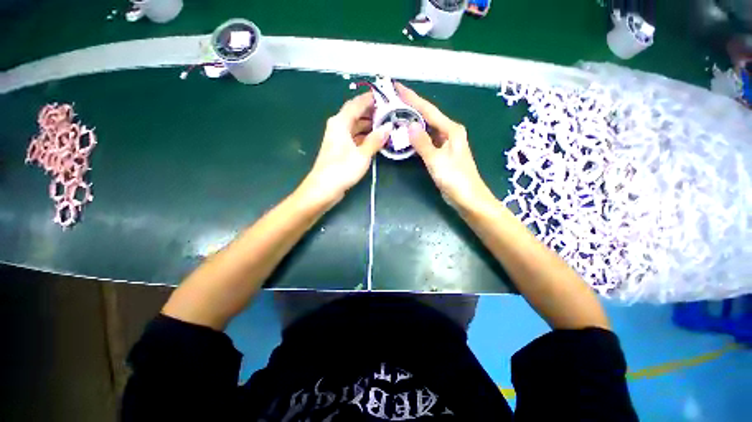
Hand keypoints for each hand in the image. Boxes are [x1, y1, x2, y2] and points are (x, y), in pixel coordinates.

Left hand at [299, 92, 389, 206]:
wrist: (324, 188)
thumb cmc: (342, 169)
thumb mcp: (362, 155)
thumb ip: (375, 140)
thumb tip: (388, 127)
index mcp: (340, 122)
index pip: (357, 103)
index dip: (371, 99)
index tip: (386, 96)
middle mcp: (338, 126)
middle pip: (356, 114)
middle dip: (373, 112)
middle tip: (391, 112)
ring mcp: (339, 138)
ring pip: (356, 126)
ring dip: (370, 125)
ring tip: (387, 125)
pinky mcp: (341, 149)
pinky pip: (355, 137)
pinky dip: (365, 136)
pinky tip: (377, 139)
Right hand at [396, 83, 494, 210]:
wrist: (468, 197)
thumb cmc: (455, 179)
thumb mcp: (436, 160)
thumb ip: (422, 143)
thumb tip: (409, 125)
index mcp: (451, 129)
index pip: (428, 110)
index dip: (412, 98)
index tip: (397, 87)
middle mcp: (449, 132)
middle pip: (427, 116)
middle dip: (411, 107)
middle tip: (393, 101)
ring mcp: (445, 143)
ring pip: (426, 128)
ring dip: (413, 122)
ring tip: (396, 114)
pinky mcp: (441, 154)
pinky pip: (427, 140)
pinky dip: (416, 137)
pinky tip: (407, 135)